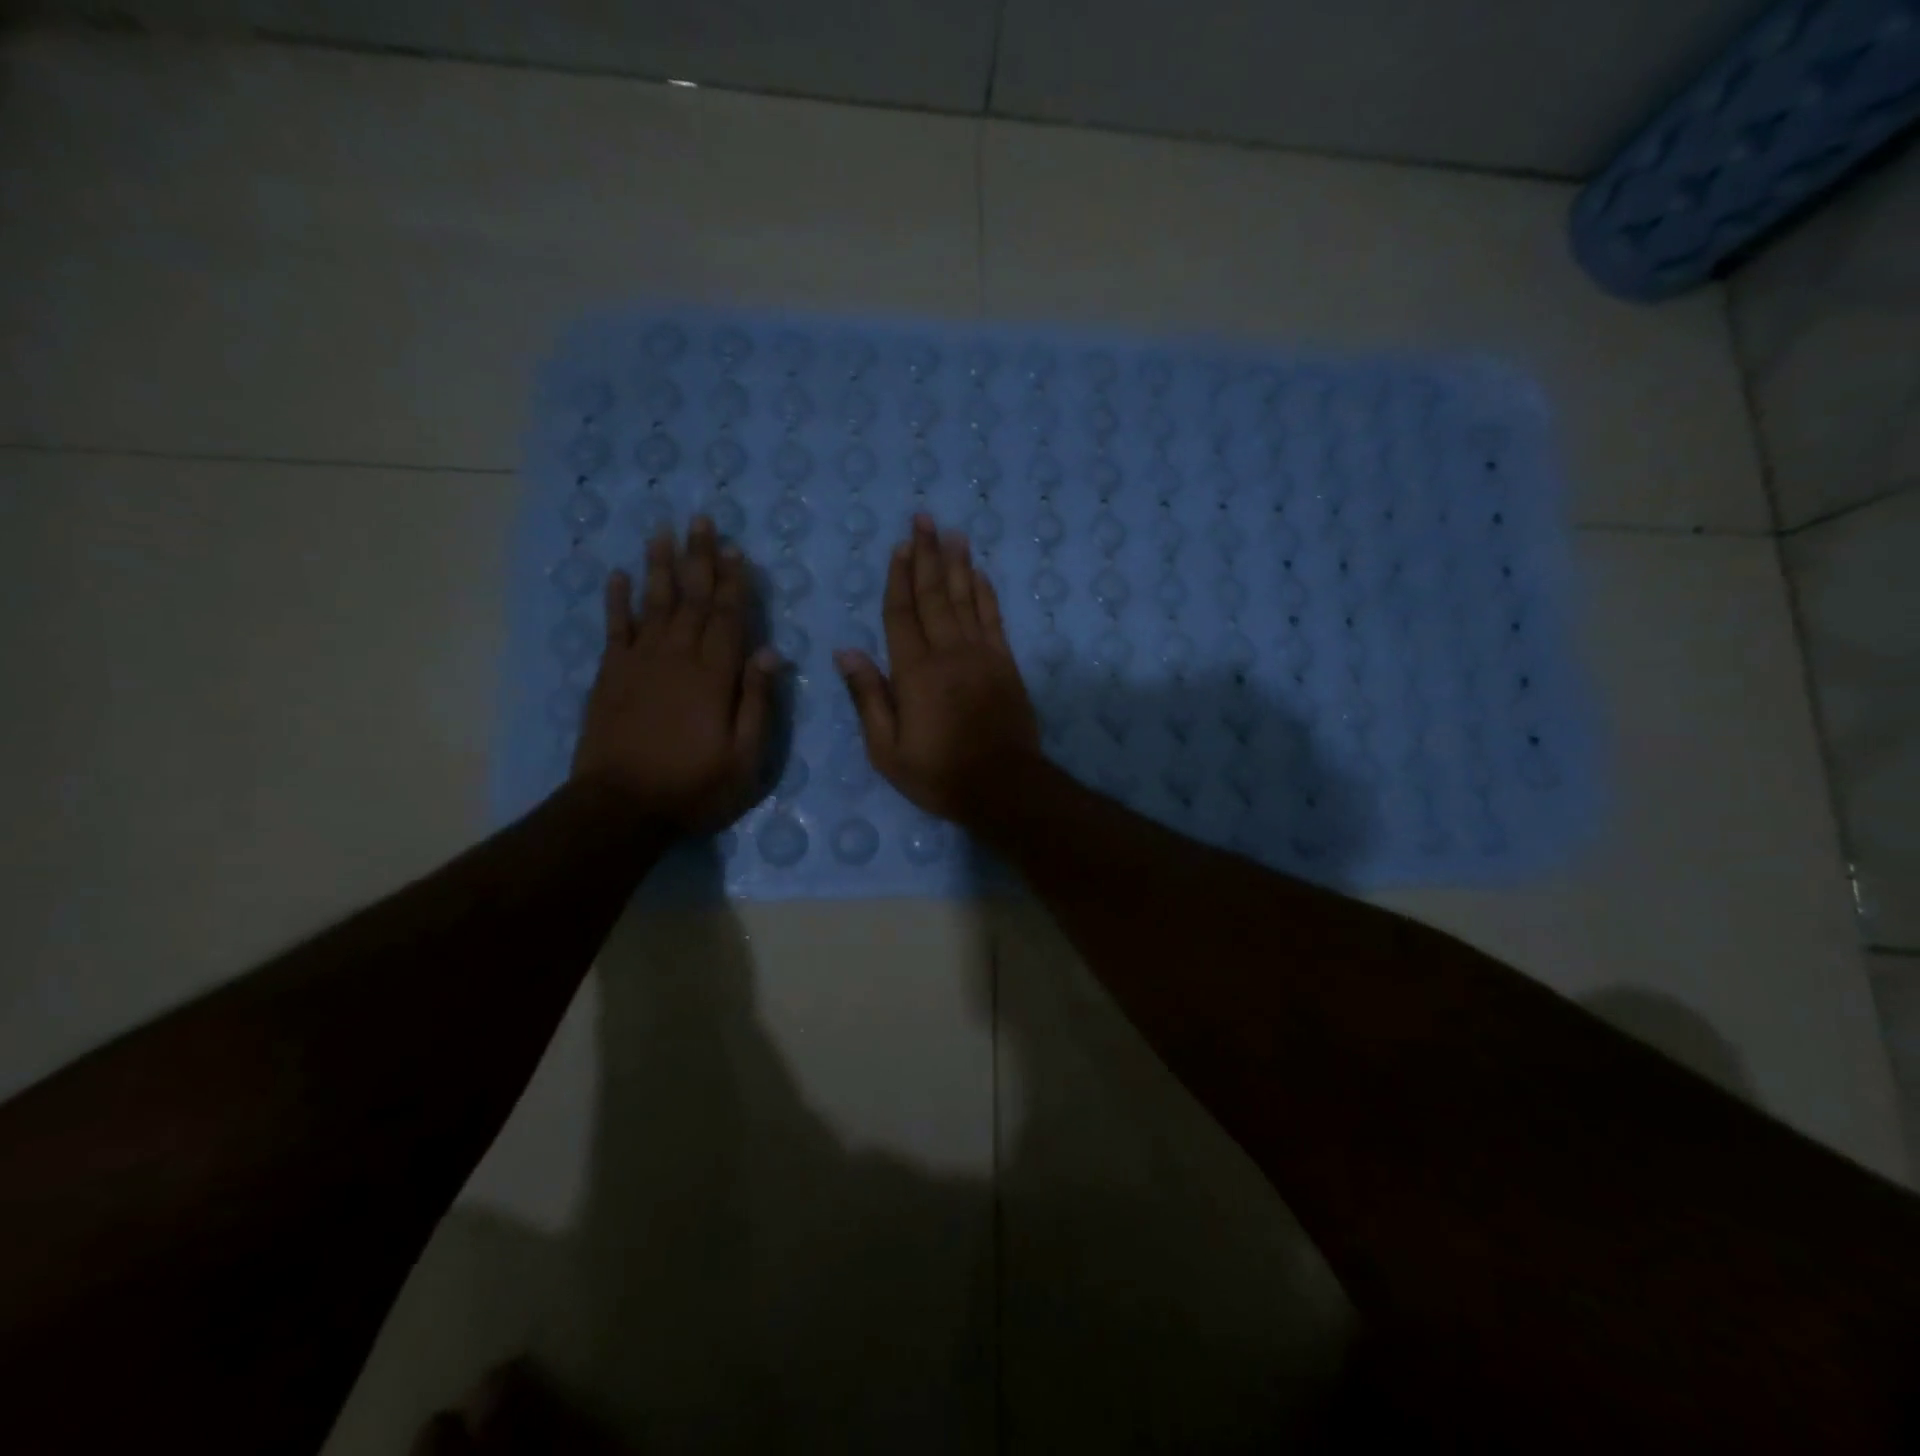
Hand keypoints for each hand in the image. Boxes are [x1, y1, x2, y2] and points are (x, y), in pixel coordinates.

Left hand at [571, 517, 777, 831]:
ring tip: (662, 531)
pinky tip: (618, 576)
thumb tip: (772, 652)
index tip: (735, 549)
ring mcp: (639, 663)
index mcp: (714, 675)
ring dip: (660, 566)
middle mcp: (677, 657)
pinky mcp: (610, 676)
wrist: (621, 807)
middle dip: (699, 558)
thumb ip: (757, 702)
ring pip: (653, 603)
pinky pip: (615, 628)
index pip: (728, 617)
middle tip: (701, 519)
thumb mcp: (746, 757)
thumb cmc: (694, 786)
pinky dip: (616, 600)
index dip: (734, 582)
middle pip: (691, 598)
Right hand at [834, 515, 1039, 825]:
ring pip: (967, 599)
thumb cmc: (938, 774)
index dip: (899, 578)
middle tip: (924, 519)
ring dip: (958, 564)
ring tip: (952, 533)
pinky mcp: (1006, 665)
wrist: (1003, 786)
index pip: (902, 614)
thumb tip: (846, 653)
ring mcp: (982, 655)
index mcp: (914, 673)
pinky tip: (980, 574)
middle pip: (935, 595)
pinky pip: (994, 619)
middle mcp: (948, 653)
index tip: (899, 546)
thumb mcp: (887, 750)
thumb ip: (868, 698)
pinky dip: (986, 594)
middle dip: (927, 555)